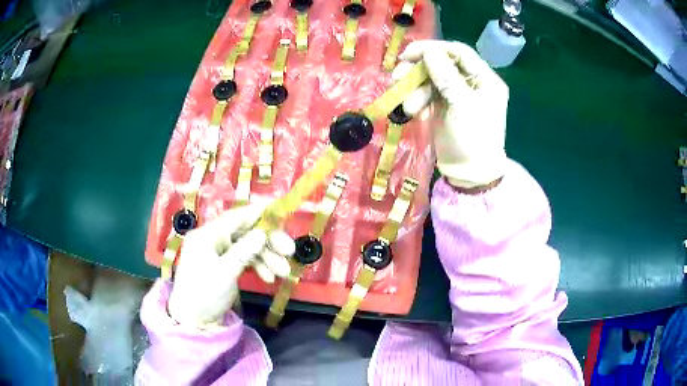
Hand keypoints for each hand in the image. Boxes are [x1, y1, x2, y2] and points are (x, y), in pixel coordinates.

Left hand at [168, 204, 294, 325]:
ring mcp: (219, 254)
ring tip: (284, 272)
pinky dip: (258, 267)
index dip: (257, 213)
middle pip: (245, 233)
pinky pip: (244, 260)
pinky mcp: (224, 266)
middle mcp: (212, 240)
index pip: (235, 217)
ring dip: (266, 257)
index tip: (280, 213)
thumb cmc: (205, 294)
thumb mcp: (225, 272)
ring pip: (247, 247)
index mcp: (207, 235)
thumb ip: (244, 251)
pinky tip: (269, 278)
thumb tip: (262, 232)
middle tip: (290, 252)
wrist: (193, 321)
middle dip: (268, 242)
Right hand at [393, 40, 508, 188]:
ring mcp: (456, 94)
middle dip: (419, 69)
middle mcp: (471, 82)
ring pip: (430, 79)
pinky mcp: (443, 105)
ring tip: (407, 106)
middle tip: (398, 75)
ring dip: (415, 89)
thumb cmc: (473, 139)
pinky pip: (426, 94)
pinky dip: (417, 101)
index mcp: (484, 79)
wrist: (468, 174)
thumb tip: (428, 51)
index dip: (434, 49)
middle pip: (441, 63)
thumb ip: (446, 76)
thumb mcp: (462, 106)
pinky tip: (414, 114)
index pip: (459, 52)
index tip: (409, 54)